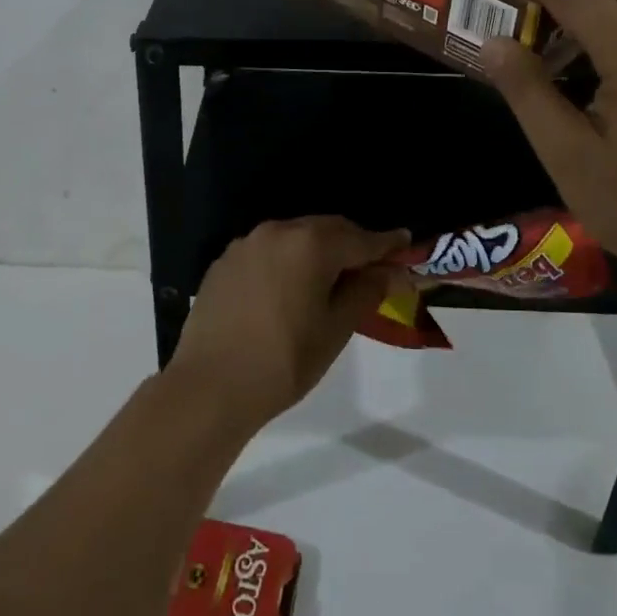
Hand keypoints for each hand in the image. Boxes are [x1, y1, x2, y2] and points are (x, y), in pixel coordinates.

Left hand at [169, 217, 408, 429]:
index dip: (387, 243)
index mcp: (310, 244)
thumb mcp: (336, 329)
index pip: (360, 238)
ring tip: (330, 277)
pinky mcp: (224, 261)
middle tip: (372, 265)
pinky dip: (287, 260)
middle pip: (326, 229)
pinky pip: (267, 251)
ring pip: (295, 237)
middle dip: (351, 243)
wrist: (210, 386)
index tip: (406, 242)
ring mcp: (246, 244)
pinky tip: (288, 287)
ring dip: (318, 250)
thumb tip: (390, 270)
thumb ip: (366, 291)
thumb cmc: (285, 361)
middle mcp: (277, 231)